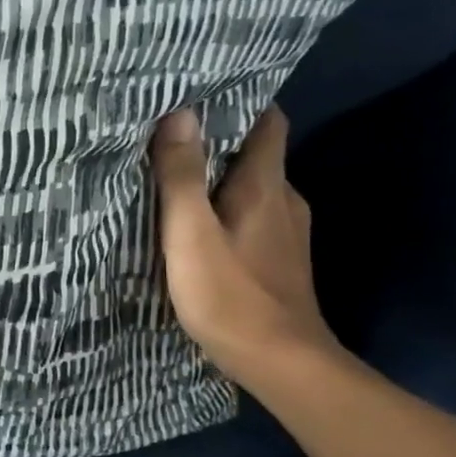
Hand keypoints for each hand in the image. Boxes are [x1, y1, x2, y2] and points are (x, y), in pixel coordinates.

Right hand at [150, 106, 342, 391]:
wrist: (282, 364)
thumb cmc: (231, 295)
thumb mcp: (191, 234)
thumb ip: (182, 176)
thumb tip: (179, 112)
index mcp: (264, 186)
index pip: (267, 122)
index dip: (239, 102)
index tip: (200, 92)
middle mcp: (283, 200)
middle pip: (256, 154)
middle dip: (219, 139)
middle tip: (169, 133)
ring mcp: (286, 233)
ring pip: (252, 187)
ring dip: (219, 177)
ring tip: (175, 175)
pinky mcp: (278, 260)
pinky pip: (250, 215)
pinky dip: (225, 208)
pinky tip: (197, 224)